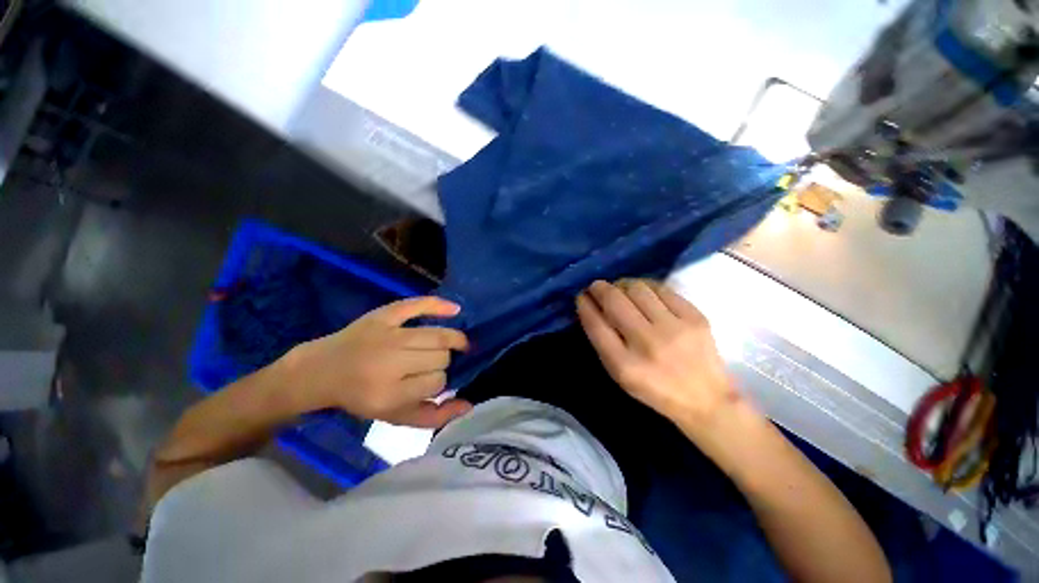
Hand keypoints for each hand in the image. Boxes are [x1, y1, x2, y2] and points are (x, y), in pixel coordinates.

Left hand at [282, 296, 472, 427]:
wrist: (322, 370)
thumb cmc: (362, 396)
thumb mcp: (395, 416)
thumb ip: (433, 417)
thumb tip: (468, 404)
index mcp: (388, 394)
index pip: (437, 382)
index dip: (440, 382)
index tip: (431, 382)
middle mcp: (389, 362)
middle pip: (440, 357)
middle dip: (443, 362)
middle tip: (433, 364)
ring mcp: (387, 335)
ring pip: (438, 336)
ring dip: (448, 341)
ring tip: (448, 345)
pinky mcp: (383, 315)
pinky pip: (418, 305)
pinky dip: (439, 305)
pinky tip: (455, 309)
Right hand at [576, 280, 741, 431]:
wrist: (706, 400)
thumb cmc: (654, 389)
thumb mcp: (620, 375)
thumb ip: (603, 343)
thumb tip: (592, 307)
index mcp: (624, 365)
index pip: (596, 324)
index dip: (585, 305)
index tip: (581, 297)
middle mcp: (647, 343)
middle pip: (614, 301)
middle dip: (599, 288)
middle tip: (596, 287)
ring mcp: (674, 328)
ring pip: (637, 288)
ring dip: (621, 284)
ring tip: (619, 289)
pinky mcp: (695, 317)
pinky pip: (661, 288)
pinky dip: (645, 286)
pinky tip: (642, 291)